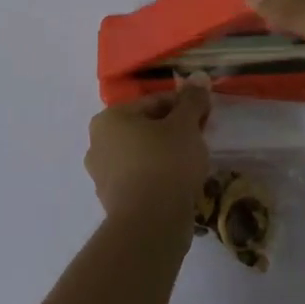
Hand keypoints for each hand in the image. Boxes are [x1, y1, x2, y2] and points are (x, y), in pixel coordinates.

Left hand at [85, 79, 211, 230]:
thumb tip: (198, 78)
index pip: (154, 102)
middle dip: (174, 131)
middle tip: (200, 141)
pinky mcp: (113, 201)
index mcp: (109, 118)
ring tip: (192, 165)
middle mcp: (98, 143)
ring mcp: (102, 175)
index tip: (206, 118)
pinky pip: (141, 179)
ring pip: (143, 154)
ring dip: (166, 154)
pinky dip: (158, 177)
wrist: (150, 225)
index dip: (184, 107)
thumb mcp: (185, 125)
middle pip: (146, 128)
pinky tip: (179, 185)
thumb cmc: (166, 163)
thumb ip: (192, 100)